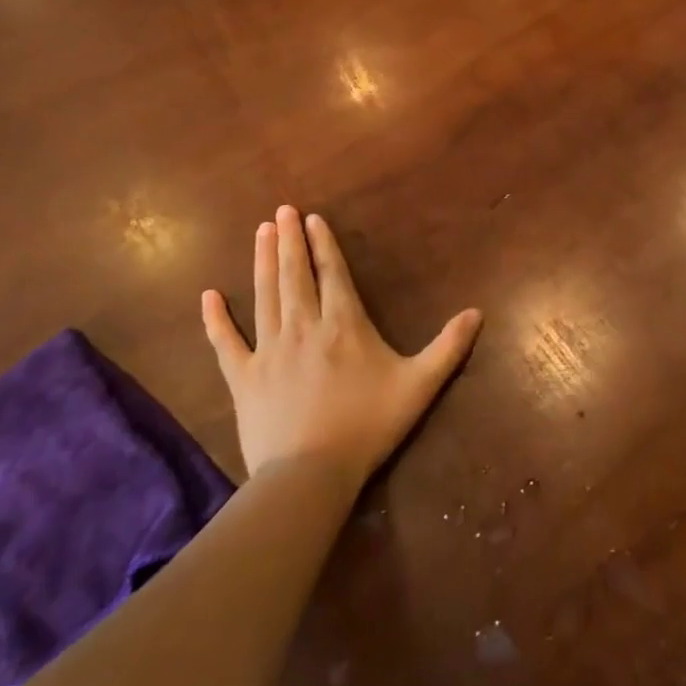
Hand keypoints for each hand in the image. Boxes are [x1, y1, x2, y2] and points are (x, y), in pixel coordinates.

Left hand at [201, 206, 482, 482]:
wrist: (310, 474)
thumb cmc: (369, 424)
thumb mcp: (420, 385)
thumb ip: (449, 347)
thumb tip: (478, 313)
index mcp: (344, 324)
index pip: (332, 273)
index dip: (322, 244)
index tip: (312, 218)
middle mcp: (304, 326)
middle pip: (295, 275)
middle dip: (288, 240)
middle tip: (281, 211)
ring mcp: (269, 350)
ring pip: (264, 295)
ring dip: (262, 261)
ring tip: (259, 232)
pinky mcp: (243, 377)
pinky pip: (225, 342)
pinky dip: (215, 319)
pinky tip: (208, 296)